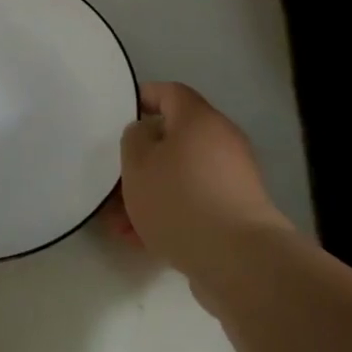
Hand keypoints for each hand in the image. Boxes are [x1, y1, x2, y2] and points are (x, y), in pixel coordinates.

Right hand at [116, 82, 292, 282]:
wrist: (238, 259)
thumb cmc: (180, 199)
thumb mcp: (138, 163)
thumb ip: (134, 139)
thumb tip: (148, 132)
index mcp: (199, 119)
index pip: (169, 92)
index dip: (143, 98)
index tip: (120, 115)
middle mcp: (221, 141)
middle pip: (174, 139)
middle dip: (141, 160)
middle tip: (114, 179)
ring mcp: (232, 179)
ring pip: (180, 176)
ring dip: (150, 192)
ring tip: (119, 221)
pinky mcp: (236, 213)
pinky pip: (194, 203)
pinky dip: (170, 213)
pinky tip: (141, 239)